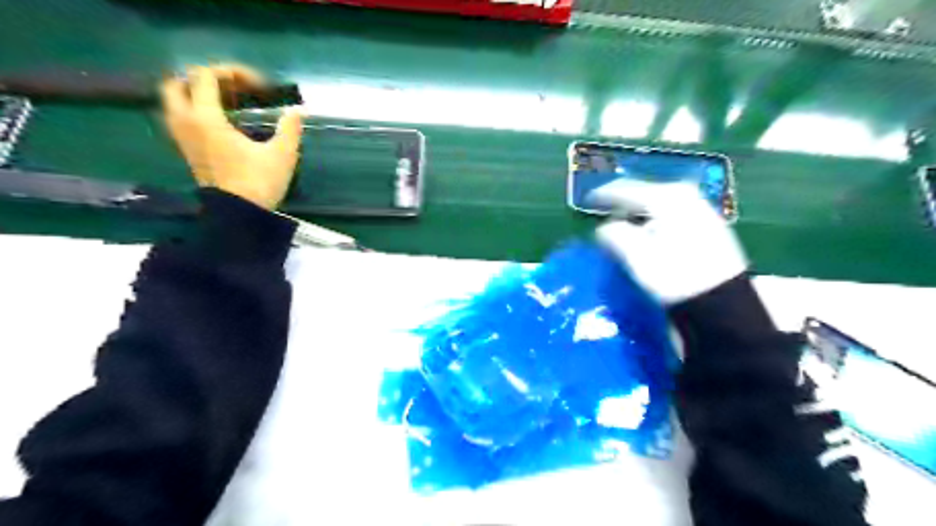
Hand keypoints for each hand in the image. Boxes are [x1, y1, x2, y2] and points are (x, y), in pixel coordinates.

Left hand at [160, 67, 302, 210]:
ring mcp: (183, 139)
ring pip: (174, 103)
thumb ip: (290, 129)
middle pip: (176, 85)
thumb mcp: (282, 155)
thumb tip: (297, 111)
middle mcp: (187, 124)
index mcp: (207, 119)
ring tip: (225, 103)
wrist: (239, 216)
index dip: (231, 72)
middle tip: (230, 88)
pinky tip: (220, 123)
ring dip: (195, 95)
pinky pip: (180, 120)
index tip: (257, 86)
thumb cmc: (259, 182)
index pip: (205, 77)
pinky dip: (195, 112)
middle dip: (202, 80)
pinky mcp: (188, 153)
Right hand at [592, 179, 746, 302]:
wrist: (723, 302)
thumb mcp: (636, 254)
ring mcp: (700, 209)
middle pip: (644, 195)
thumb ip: (613, 235)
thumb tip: (603, 230)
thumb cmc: (675, 274)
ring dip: (638, 216)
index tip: (587, 201)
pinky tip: (648, 235)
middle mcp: (685, 195)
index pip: (625, 189)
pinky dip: (654, 222)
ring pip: (658, 206)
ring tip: (624, 227)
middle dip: (622, 206)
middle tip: (605, 216)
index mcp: (667, 196)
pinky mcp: (708, 226)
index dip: (603, 196)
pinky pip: (670, 216)